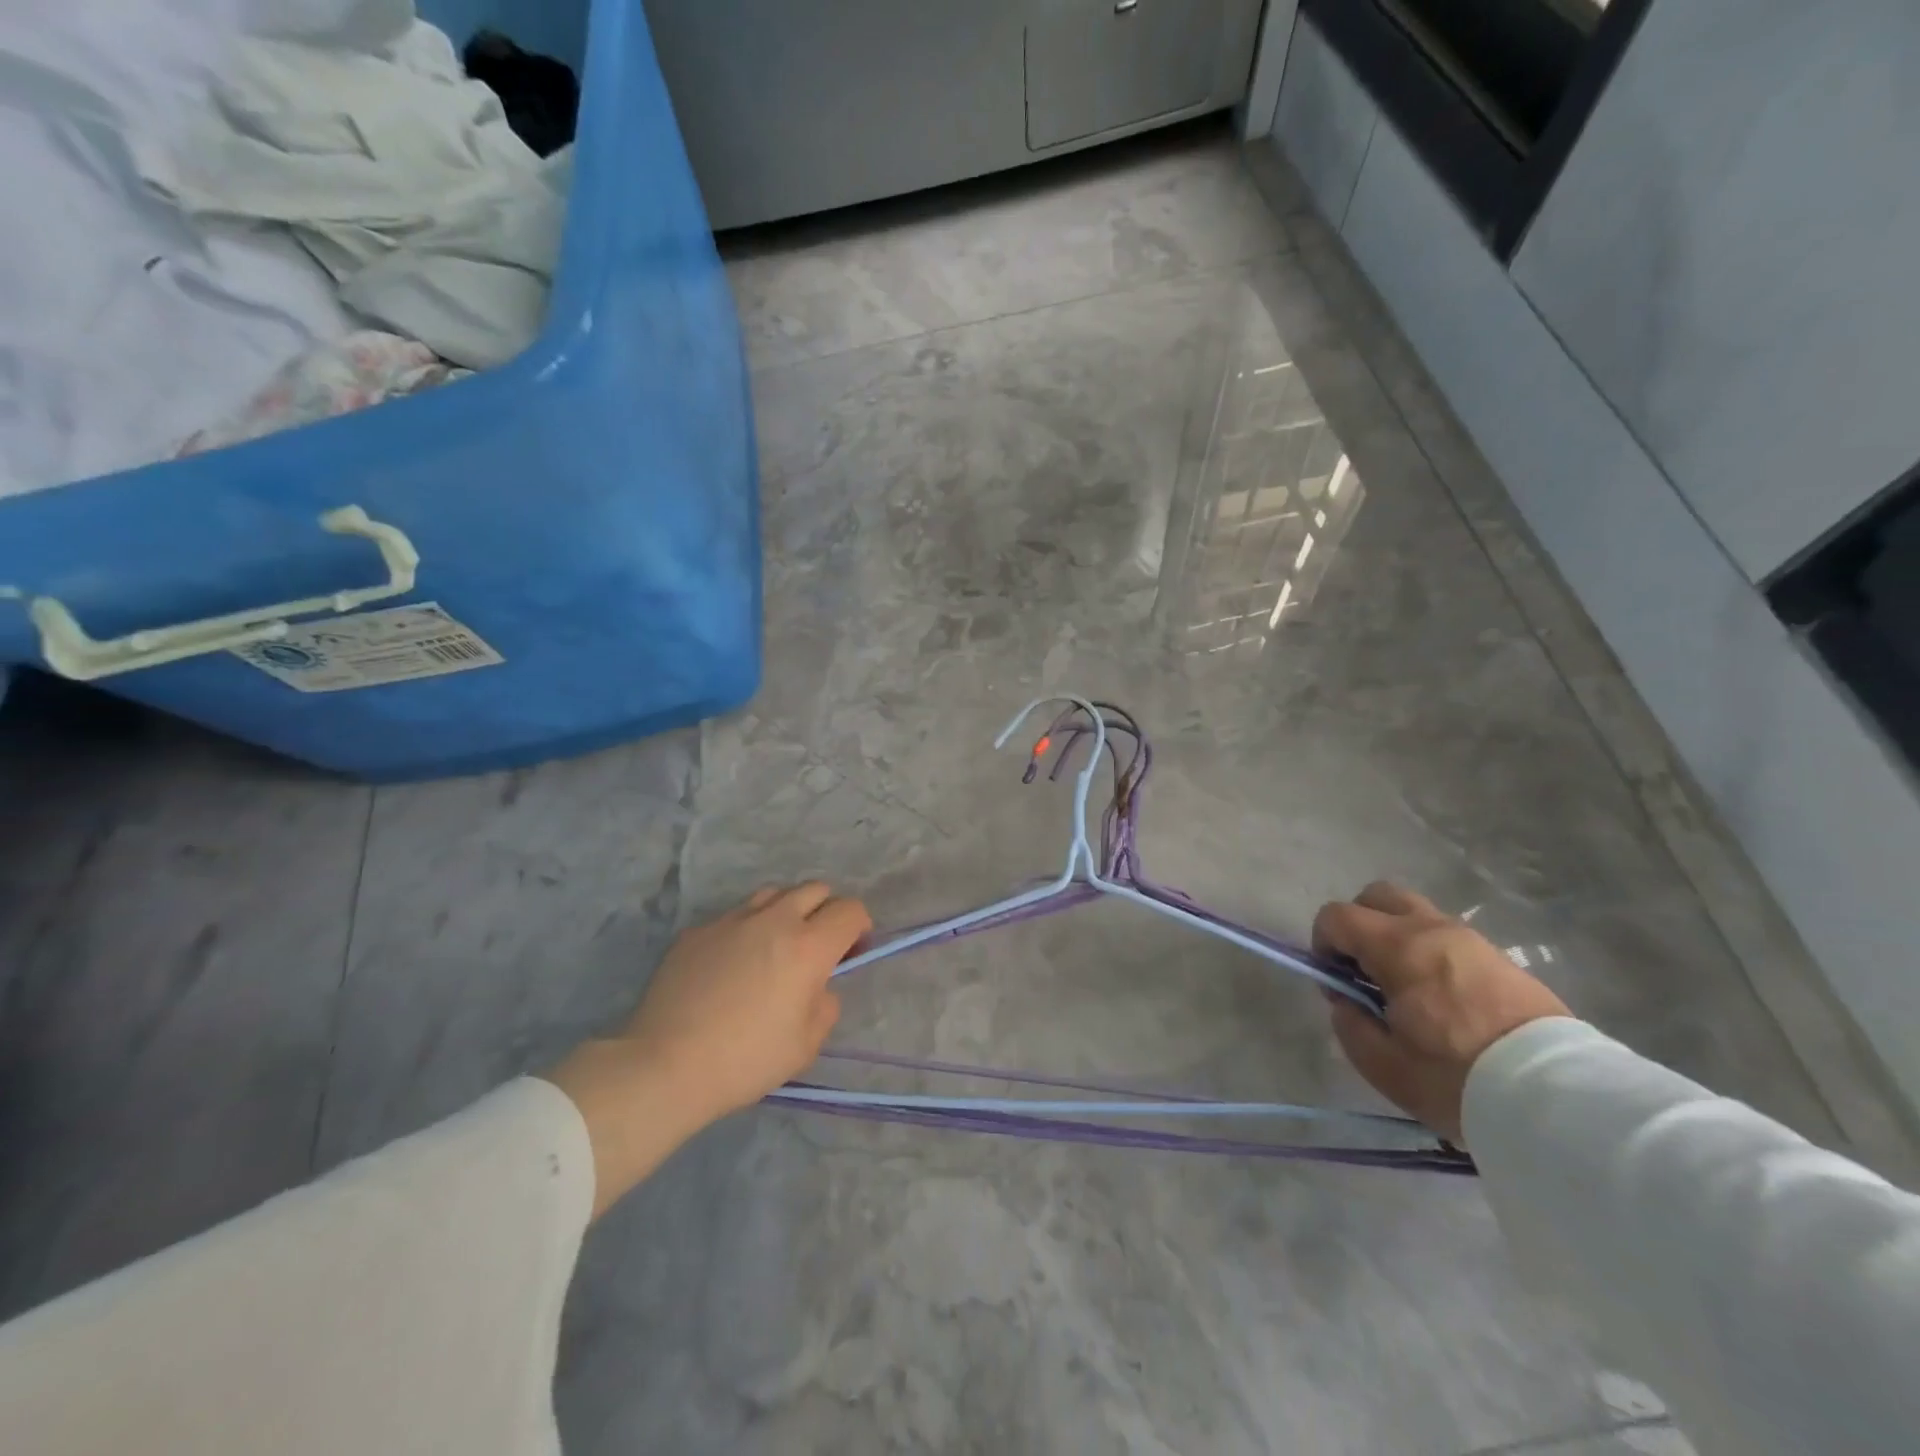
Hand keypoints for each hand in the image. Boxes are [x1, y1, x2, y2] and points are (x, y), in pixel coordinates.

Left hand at [545, 883, 870, 1215]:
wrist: (665, 1065)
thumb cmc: (746, 1060)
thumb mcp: (806, 1045)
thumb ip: (825, 1005)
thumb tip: (818, 986)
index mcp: (808, 946)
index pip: (850, 910)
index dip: (859, 926)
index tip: (852, 950)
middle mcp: (774, 920)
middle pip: (814, 889)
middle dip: (826, 911)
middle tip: (818, 944)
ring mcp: (731, 920)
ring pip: (773, 893)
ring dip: (787, 910)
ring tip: (777, 943)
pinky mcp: (697, 930)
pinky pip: (734, 916)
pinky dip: (746, 929)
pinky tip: (732, 963)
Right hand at [1313, 882, 1568, 1144]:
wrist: (1559, 1100)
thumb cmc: (1457, 1079)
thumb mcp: (1383, 1064)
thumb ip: (1350, 1024)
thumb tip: (1347, 1002)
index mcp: (1397, 947)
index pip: (1336, 916)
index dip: (1323, 944)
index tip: (1336, 983)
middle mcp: (1432, 929)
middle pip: (1377, 896)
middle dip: (1359, 925)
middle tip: (1365, 971)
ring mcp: (1471, 939)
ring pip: (1416, 914)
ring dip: (1397, 937)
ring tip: (1406, 987)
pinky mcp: (1501, 958)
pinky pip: (1448, 938)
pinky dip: (1431, 952)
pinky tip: (1442, 998)